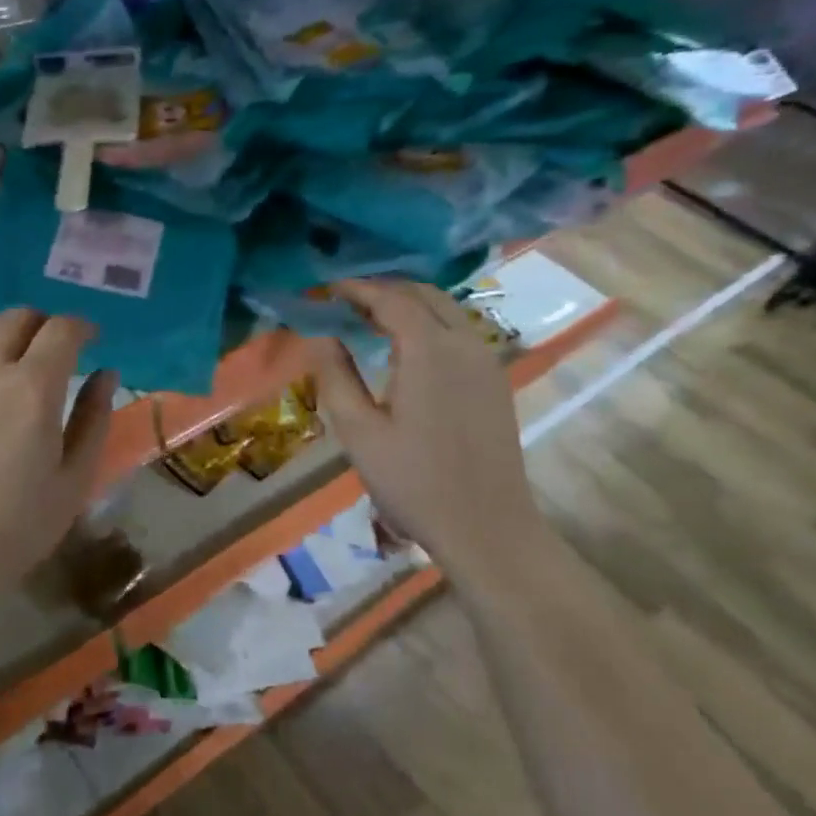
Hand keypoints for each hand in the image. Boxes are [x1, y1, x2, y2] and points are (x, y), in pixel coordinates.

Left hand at [0, 310, 117, 604]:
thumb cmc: (20, 525)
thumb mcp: (75, 478)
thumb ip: (94, 418)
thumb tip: (105, 373)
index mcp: (33, 388)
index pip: (62, 329)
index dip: (82, 327)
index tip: (91, 340)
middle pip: (16, 318)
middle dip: (43, 324)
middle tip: (54, 349)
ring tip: (8, 354)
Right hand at [311, 279, 545, 579]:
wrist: (486, 527)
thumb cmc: (413, 482)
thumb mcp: (359, 431)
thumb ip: (335, 375)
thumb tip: (320, 335)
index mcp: (430, 351)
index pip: (391, 298)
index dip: (357, 289)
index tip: (326, 289)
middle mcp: (465, 344)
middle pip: (424, 295)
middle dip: (384, 290)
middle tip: (346, 303)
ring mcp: (487, 362)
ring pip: (447, 311)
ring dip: (408, 306)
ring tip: (370, 322)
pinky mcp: (495, 382)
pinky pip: (460, 333)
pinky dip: (429, 325)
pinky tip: (406, 351)